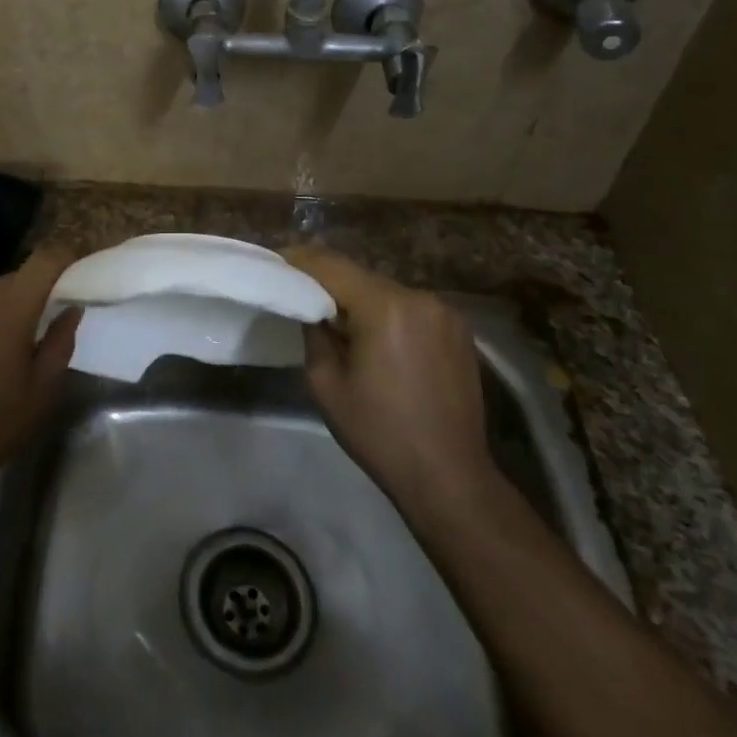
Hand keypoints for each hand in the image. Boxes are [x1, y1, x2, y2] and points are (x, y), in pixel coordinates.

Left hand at [0, 249, 78, 515]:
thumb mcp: (41, 391)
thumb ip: (61, 342)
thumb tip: (71, 309)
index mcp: (9, 308)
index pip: (43, 260)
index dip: (65, 258)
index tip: (80, 272)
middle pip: (16, 279)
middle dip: (37, 292)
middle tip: (51, 322)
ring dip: (7, 311)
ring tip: (14, 350)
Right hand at [280, 244, 496, 512]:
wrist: (450, 476)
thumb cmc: (379, 433)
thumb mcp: (325, 383)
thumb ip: (313, 332)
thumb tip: (312, 308)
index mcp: (385, 306)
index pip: (332, 266)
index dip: (300, 259)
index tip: (277, 260)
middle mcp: (420, 297)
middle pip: (361, 276)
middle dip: (329, 282)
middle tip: (299, 292)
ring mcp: (445, 312)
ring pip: (386, 291)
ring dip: (360, 299)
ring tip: (336, 320)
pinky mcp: (459, 330)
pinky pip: (410, 308)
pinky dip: (387, 314)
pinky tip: (375, 338)